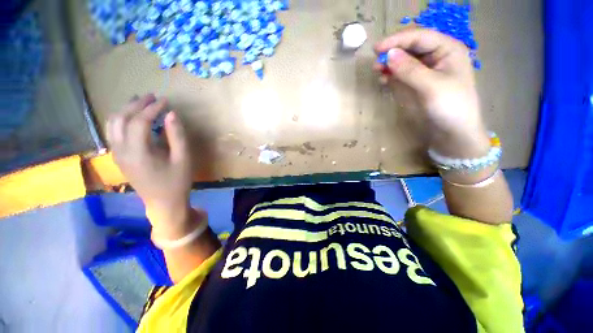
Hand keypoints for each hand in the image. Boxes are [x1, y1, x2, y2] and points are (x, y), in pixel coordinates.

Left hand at [106, 94, 194, 238]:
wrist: (163, 202)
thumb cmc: (177, 181)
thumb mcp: (183, 159)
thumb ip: (176, 136)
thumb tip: (172, 114)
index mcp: (139, 152)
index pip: (140, 122)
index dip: (153, 108)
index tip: (165, 100)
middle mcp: (122, 151)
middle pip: (122, 119)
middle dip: (136, 104)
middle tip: (152, 97)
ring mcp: (117, 154)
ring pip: (113, 124)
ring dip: (125, 110)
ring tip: (139, 102)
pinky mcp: (118, 157)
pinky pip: (113, 132)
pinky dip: (121, 120)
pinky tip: (131, 117)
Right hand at [374, 28, 489, 157]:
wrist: (453, 133)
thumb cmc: (450, 107)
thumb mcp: (431, 87)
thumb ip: (410, 70)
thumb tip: (388, 55)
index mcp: (447, 50)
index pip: (420, 37)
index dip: (397, 40)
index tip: (376, 48)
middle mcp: (436, 57)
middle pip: (411, 47)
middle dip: (392, 52)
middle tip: (375, 62)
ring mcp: (426, 71)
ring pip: (404, 61)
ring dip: (390, 64)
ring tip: (377, 71)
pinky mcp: (417, 84)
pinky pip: (401, 74)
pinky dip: (391, 75)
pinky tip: (383, 79)